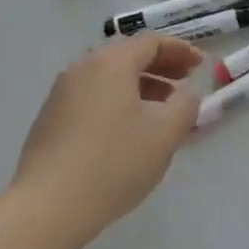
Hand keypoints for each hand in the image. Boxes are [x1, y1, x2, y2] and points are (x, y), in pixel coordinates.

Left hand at [13, 33, 203, 245]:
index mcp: (111, 62)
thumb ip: (185, 105)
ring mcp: (61, 93)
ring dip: (140, 86)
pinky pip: (93, 97)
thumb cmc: (114, 162)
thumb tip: (184, 95)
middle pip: (128, 55)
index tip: (201, 65)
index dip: (180, 50)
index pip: (151, 42)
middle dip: (161, 66)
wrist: (48, 206)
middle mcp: (83, 68)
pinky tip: (129, 131)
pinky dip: (118, 102)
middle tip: (185, 82)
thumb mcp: (165, 133)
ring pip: (109, 78)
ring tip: (162, 111)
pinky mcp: (50, 119)